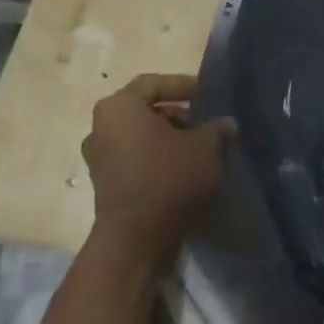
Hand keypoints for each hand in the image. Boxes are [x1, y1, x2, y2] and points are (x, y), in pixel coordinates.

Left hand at [82, 74, 232, 269]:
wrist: (136, 240)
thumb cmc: (169, 180)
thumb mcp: (206, 148)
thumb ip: (217, 128)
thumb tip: (225, 124)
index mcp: (120, 107)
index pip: (154, 83)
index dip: (184, 85)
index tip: (209, 96)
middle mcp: (101, 126)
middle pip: (146, 109)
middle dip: (180, 116)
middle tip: (209, 126)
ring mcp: (99, 156)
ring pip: (141, 135)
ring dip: (170, 138)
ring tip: (202, 151)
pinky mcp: (104, 182)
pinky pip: (135, 157)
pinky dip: (158, 158)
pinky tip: (185, 171)